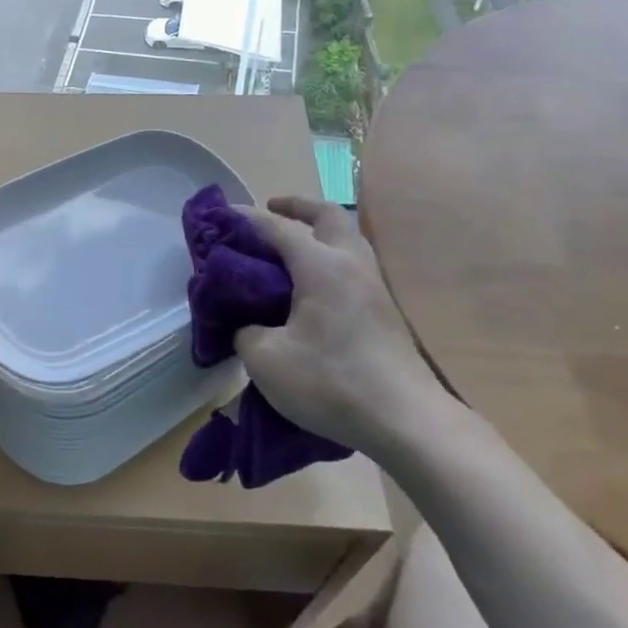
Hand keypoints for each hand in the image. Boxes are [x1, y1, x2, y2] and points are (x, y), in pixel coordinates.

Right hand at [234, 196, 452, 454]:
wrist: (405, 420)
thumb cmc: (330, 382)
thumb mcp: (266, 360)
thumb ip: (246, 332)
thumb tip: (249, 325)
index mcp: (321, 266)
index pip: (279, 228)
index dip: (248, 219)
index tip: (223, 214)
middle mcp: (351, 264)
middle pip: (328, 216)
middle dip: (298, 207)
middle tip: (272, 210)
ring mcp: (374, 286)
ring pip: (347, 239)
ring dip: (319, 231)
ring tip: (290, 247)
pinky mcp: (384, 310)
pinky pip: (352, 265)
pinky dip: (329, 258)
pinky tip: (312, 284)